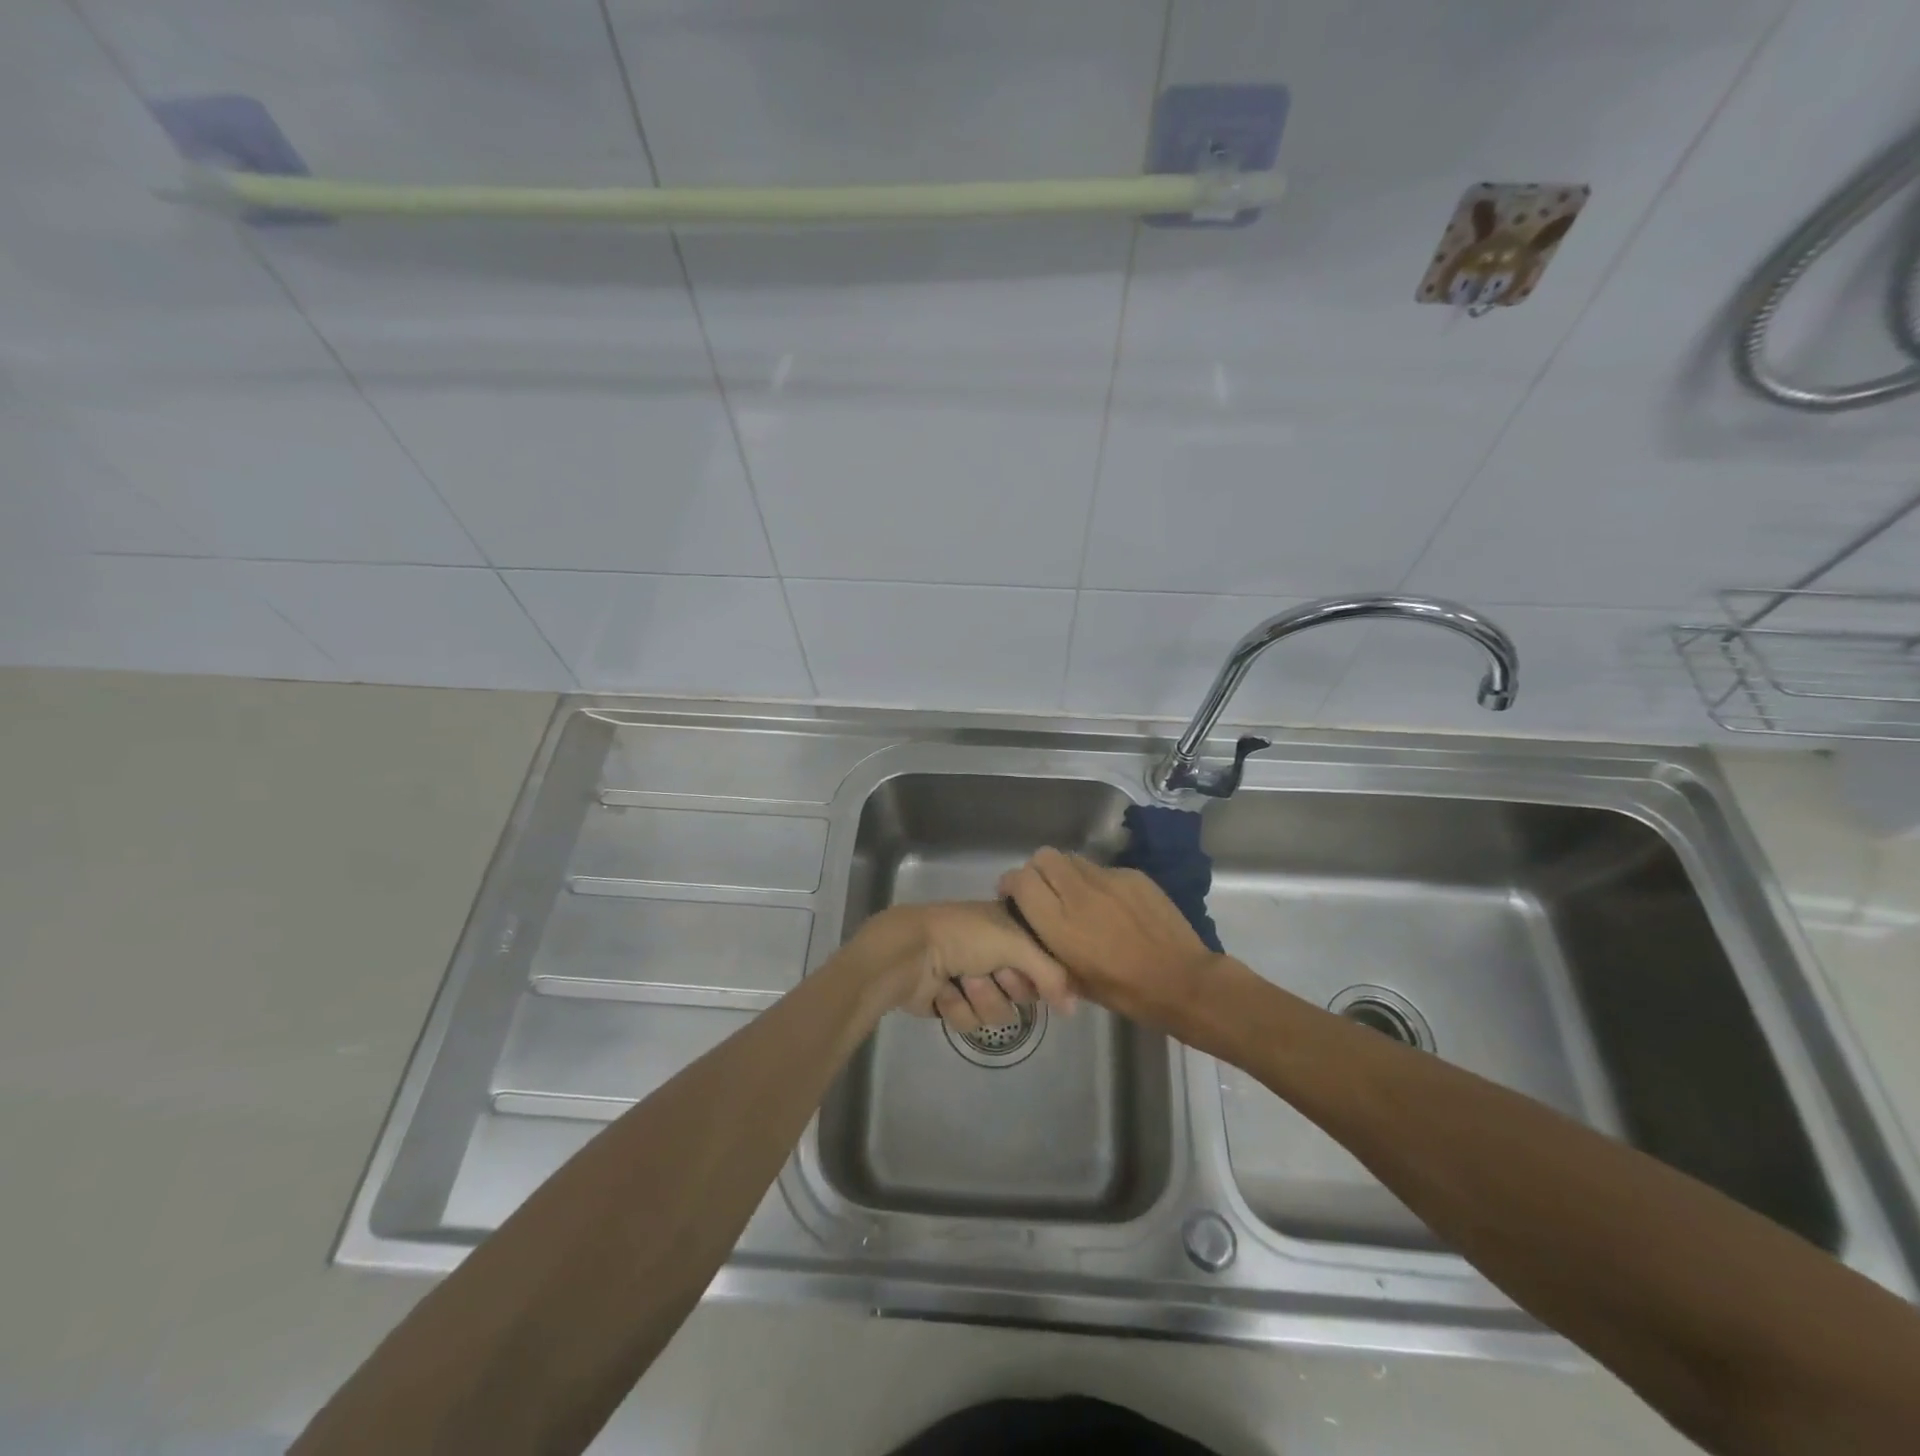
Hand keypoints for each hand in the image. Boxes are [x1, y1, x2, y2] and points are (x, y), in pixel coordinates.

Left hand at [847, 901, 1076, 1032]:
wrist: (908, 953)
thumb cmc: (962, 936)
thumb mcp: (1014, 943)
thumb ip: (1051, 974)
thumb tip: (1073, 1008)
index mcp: (1008, 928)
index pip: (1043, 961)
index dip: (1040, 973)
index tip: (1036, 975)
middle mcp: (992, 953)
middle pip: (1022, 991)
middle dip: (1007, 985)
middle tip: (992, 971)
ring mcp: (970, 979)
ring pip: (997, 1012)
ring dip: (980, 997)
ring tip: (961, 979)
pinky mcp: (949, 1003)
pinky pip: (969, 1022)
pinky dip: (956, 1007)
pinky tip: (942, 992)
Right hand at [997, 848, 1225, 1033]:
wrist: (1182, 981)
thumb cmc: (1124, 991)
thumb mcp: (1073, 981)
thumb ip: (1048, 949)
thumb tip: (1035, 932)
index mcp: (1059, 923)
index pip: (1021, 879)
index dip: (1012, 884)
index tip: (1014, 896)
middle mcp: (1079, 893)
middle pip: (1043, 857)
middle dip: (1038, 870)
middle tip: (1046, 892)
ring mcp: (1109, 879)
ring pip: (1073, 859)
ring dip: (1067, 874)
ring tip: (1078, 897)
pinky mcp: (1133, 875)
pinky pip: (1103, 869)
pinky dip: (1098, 882)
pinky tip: (1112, 906)